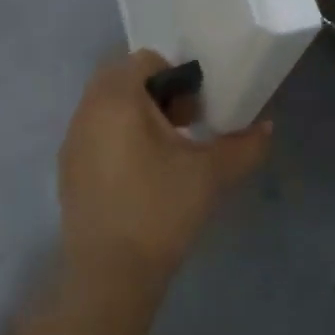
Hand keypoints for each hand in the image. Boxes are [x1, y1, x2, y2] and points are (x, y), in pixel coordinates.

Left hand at [57, 50, 273, 289]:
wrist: (111, 274)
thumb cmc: (161, 210)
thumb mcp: (212, 174)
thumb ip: (245, 144)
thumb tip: (266, 127)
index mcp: (116, 99)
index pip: (145, 60)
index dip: (178, 76)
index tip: (196, 110)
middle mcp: (86, 111)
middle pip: (123, 80)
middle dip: (158, 95)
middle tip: (186, 126)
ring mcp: (72, 142)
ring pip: (107, 108)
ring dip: (139, 117)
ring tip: (168, 153)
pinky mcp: (68, 170)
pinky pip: (96, 135)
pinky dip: (120, 140)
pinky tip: (143, 177)